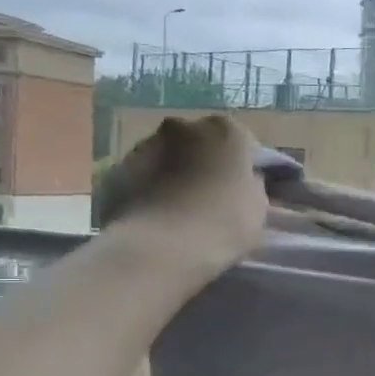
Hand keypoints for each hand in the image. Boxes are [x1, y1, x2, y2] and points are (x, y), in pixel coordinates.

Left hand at [94, 115, 269, 268]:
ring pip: (169, 157)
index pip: (244, 143)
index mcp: (225, 130)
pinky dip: (151, 188)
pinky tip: (157, 216)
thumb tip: (242, 180)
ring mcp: (145, 145)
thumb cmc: (222, 224)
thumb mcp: (258, 206)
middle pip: (201, 143)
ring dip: (176, 174)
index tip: (244, 192)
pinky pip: (144, 176)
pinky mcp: (116, 169)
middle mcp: (183, 126)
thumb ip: (252, 184)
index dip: (245, 168)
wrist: (160, 249)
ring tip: (180, 210)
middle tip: (211, 198)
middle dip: (206, 163)